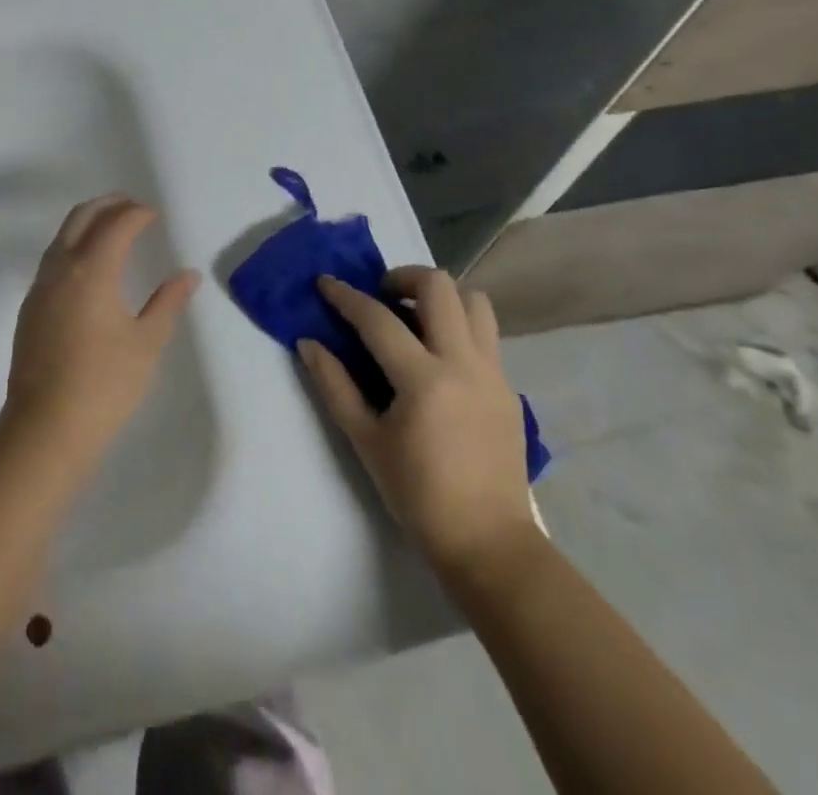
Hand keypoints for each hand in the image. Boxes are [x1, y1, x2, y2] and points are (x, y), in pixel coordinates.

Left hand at [2, 195, 200, 465]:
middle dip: (108, 205)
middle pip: (81, 217)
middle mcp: (61, 268)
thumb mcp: (146, 343)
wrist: (45, 427)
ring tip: (111, 226)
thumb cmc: (104, 385)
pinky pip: (53, 258)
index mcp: (92, 270)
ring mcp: (40, 287)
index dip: (136, 213)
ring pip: (62, 236)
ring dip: (87, 221)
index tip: (153, 213)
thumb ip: (168, 303)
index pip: (116, 225)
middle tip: (132, 205)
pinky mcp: (30, 306)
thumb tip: (188, 275)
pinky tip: (88, 264)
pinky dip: (72, 244)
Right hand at [299, 268, 534, 581]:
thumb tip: (309, 343)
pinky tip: (437, 355)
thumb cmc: (418, 494)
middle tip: (380, 295)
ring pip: (474, 301)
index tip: (325, 282)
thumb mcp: (365, 440)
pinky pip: (486, 333)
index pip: (378, 318)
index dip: (345, 296)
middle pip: (439, 286)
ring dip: (440, 296)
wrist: (489, 541)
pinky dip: (458, 325)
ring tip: (414, 316)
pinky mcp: (509, 387)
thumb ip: (334, 385)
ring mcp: (494, 372)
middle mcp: (464, 363)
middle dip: (402, 277)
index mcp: (424, 379)